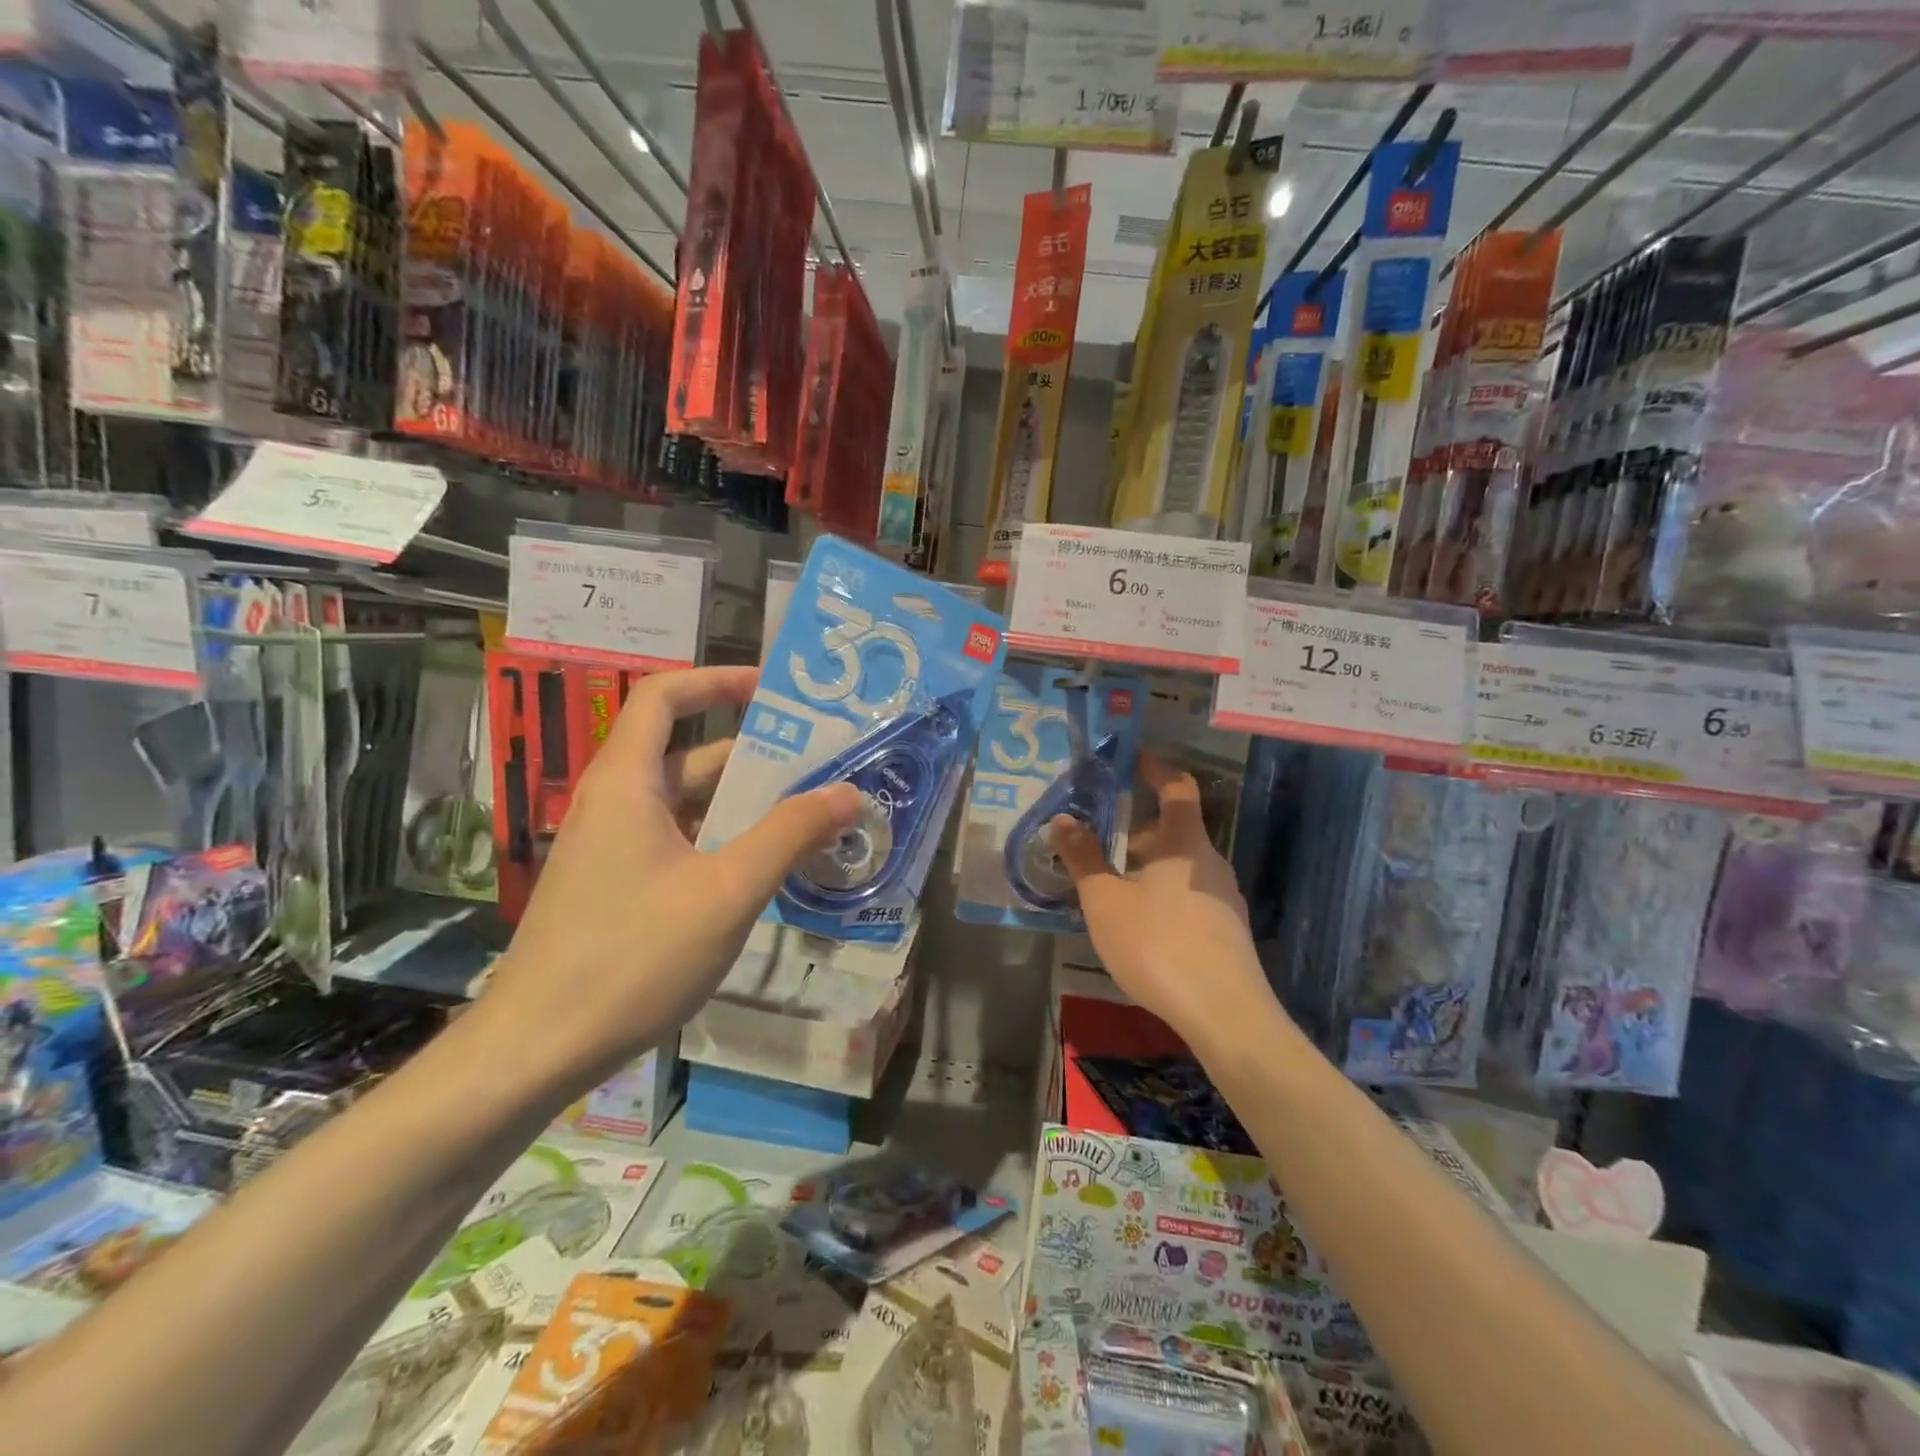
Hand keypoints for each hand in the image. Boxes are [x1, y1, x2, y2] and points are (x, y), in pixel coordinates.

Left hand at [479, 666, 862, 1087]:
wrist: (536, 1051)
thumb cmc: (632, 957)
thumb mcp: (727, 891)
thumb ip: (790, 835)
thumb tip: (849, 792)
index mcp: (628, 783)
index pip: (664, 697)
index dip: (717, 681)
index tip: (773, 690)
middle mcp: (615, 804)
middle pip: (687, 755)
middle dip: (754, 754)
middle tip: (820, 762)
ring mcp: (613, 849)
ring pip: (687, 805)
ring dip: (744, 805)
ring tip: (810, 813)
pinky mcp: (617, 887)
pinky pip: (679, 843)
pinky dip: (723, 841)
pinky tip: (767, 868)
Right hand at [1049, 751, 1281, 1053]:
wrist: (1224, 1015)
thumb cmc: (1158, 944)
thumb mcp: (1106, 900)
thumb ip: (1083, 857)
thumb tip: (1062, 818)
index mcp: (1185, 842)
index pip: (1176, 787)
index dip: (1156, 768)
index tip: (1134, 758)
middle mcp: (1211, 862)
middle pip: (1176, 829)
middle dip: (1137, 827)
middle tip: (1100, 835)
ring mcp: (1224, 898)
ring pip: (1181, 866)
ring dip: (1148, 863)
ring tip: (1111, 882)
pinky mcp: (1227, 931)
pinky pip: (1189, 895)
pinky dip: (1162, 892)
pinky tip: (1140, 922)